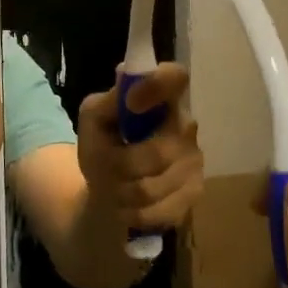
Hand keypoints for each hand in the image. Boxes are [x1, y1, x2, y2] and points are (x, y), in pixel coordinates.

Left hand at [75, 63, 204, 234]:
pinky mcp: (195, 191)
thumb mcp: (93, 120)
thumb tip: (129, 89)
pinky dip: (133, 211)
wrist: (112, 188)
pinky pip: (157, 210)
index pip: (175, 77)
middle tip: (104, 168)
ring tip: (113, 187)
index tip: (131, 103)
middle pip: (157, 153)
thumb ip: (107, 101)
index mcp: (160, 96)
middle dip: (120, 167)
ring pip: (151, 187)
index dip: (158, 87)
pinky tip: (128, 204)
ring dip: (122, 192)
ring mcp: (194, 159)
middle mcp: (185, 123)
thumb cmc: (104, 144)